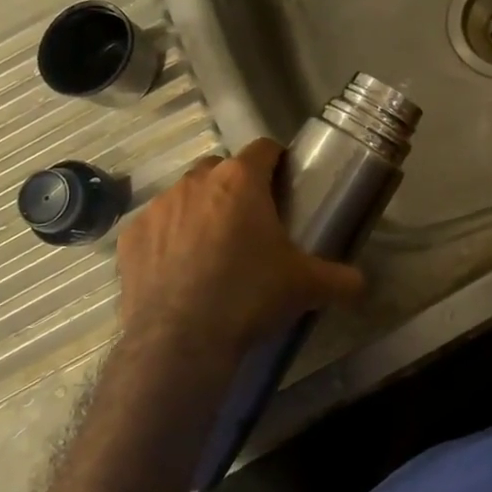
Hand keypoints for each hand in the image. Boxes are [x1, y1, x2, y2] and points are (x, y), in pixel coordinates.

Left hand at [116, 139, 363, 367]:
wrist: (179, 342)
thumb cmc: (249, 297)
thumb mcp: (305, 287)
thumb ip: (340, 279)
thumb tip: (361, 284)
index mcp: (240, 181)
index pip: (264, 148)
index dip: (276, 161)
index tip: (283, 183)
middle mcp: (196, 182)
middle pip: (220, 169)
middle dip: (235, 187)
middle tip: (250, 223)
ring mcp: (158, 207)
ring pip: (185, 195)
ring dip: (200, 211)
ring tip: (212, 249)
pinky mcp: (131, 236)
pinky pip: (155, 226)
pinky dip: (167, 239)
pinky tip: (178, 271)